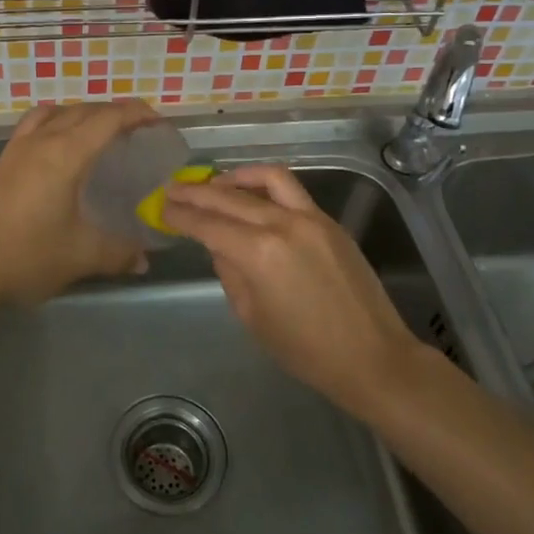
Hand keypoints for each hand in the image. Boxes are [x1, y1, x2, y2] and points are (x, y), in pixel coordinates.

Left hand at [0, 99, 160, 305]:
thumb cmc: (28, 256)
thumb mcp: (81, 256)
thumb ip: (118, 253)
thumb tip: (143, 261)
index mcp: (65, 154)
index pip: (108, 118)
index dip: (137, 114)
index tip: (158, 122)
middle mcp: (41, 141)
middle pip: (83, 111)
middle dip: (114, 113)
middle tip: (137, 131)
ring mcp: (16, 150)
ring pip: (55, 114)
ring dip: (82, 115)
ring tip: (98, 134)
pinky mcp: (1, 164)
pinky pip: (33, 126)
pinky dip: (54, 124)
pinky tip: (58, 150)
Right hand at [161, 164, 428, 414]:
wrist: (371, 356)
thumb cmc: (304, 350)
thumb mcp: (252, 315)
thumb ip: (229, 271)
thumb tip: (218, 244)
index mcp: (258, 253)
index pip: (208, 224)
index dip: (181, 216)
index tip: (161, 208)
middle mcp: (282, 224)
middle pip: (229, 197)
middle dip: (196, 192)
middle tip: (172, 189)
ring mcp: (310, 218)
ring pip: (265, 179)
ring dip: (233, 177)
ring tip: (212, 183)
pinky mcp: (329, 222)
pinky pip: (291, 190)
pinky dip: (265, 185)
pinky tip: (251, 193)